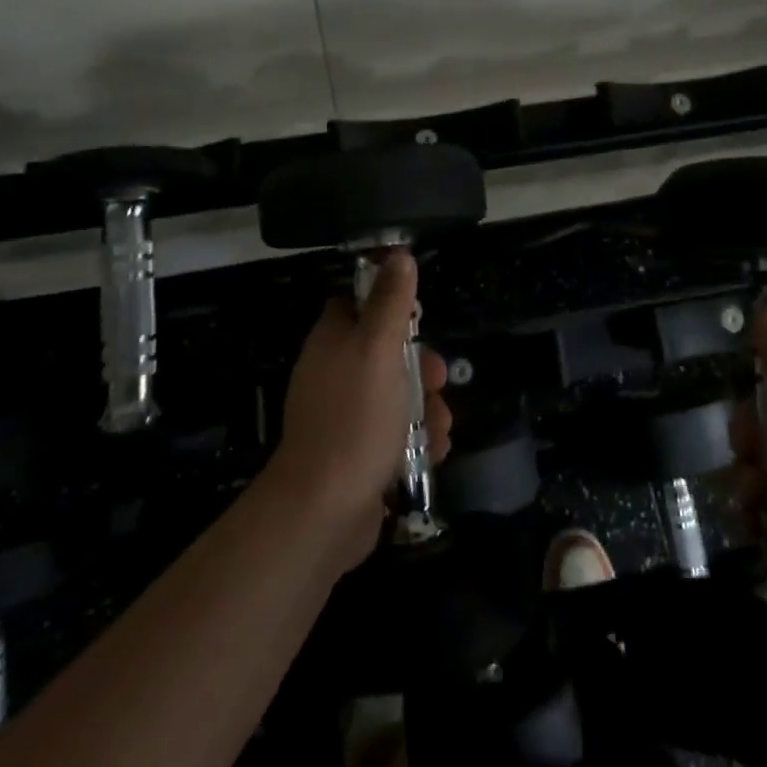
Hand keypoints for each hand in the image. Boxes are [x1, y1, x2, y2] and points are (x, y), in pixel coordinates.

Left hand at [267, 250, 452, 569]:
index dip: (387, 305)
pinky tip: (434, 452)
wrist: (324, 512)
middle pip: (384, 353)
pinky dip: (417, 441)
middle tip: (439, 379)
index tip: (417, 318)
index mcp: (331, 342)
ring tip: (442, 427)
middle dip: (419, 366)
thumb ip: (391, 303)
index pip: (355, 305)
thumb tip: (399, 254)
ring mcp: (344, 417)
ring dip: (427, 408)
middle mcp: (333, 374)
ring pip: (395, 396)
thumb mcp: (378, 350)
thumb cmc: (354, 418)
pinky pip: (393, 435)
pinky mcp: (356, 455)